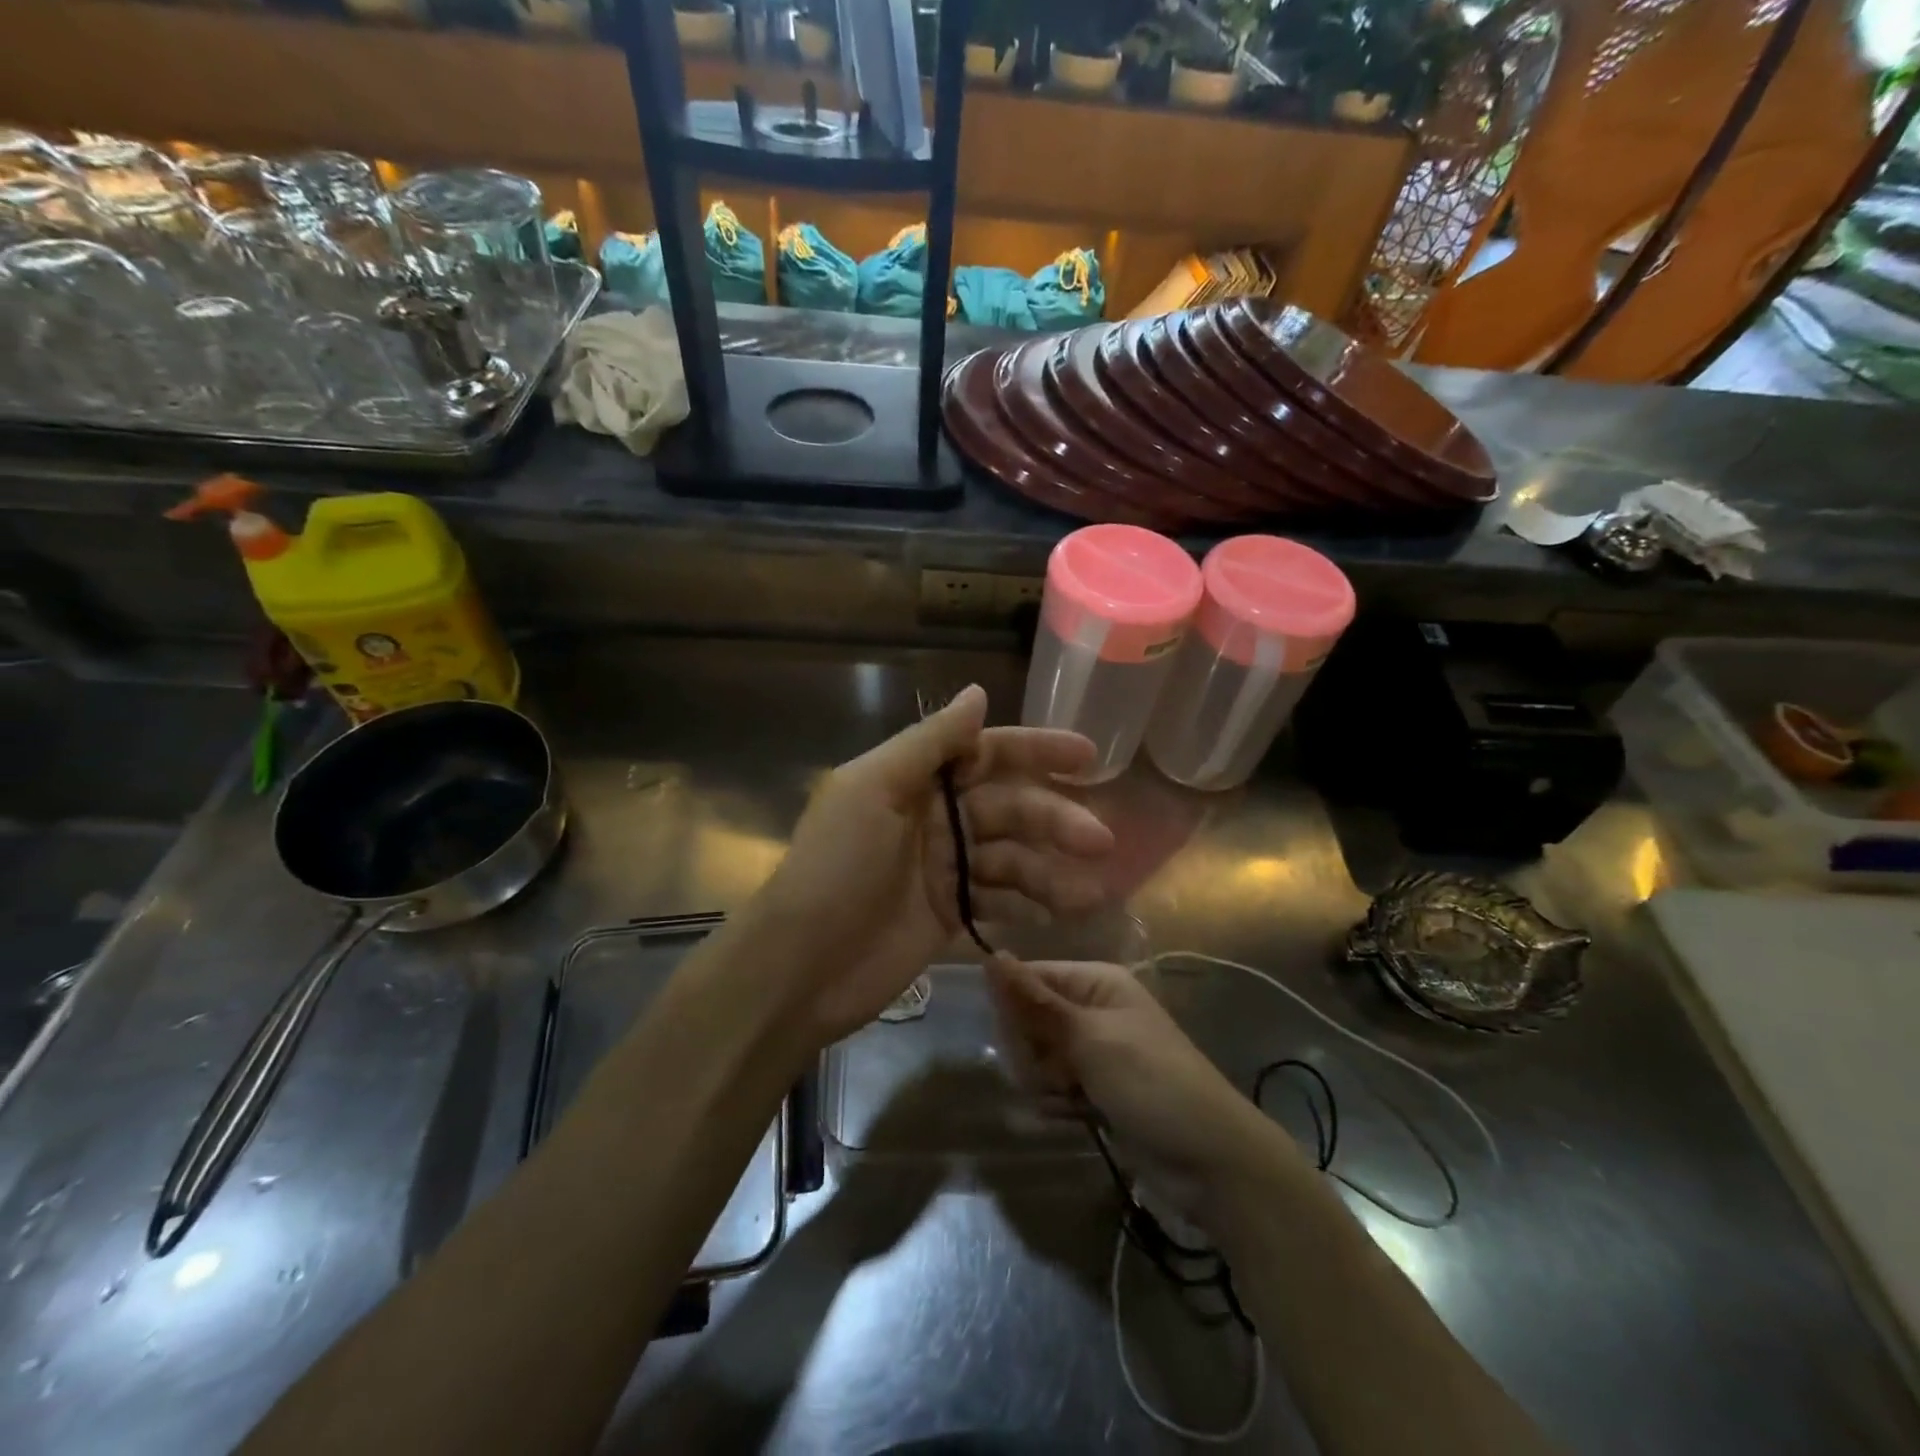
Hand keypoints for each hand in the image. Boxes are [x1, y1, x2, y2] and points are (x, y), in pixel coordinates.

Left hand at [752, 685, 1112, 1043]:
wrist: (801, 966)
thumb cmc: (836, 867)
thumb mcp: (874, 789)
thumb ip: (929, 742)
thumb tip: (978, 691)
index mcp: (914, 781)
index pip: (986, 754)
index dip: (1035, 752)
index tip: (1087, 757)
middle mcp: (933, 818)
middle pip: (1008, 808)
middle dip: (1054, 820)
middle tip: (1099, 841)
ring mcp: (942, 870)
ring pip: (1010, 859)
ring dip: (1050, 870)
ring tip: (1089, 892)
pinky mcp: (947, 916)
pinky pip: (997, 901)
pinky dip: (1027, 906)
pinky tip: (1056, 915)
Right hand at [986, 956, 1298, 1201]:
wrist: (1209, 1160)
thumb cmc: (1150, 1082)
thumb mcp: (1089, 1038)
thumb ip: (1035, 1001)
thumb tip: (991, 956)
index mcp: (1096, 983)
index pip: (1031, 978)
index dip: (1015, 1007)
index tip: (1018, 1040)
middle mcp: (1092, 1010)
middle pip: (1030, 1020)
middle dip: (1032, 1052)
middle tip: (1056, 1073)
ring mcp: (1094, 1052)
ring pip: (1038, 1058)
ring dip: (1044, 1082)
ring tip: (1071, 1098)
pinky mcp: (1095, 1090)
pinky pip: (1054, 1087)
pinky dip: (1057, 1103)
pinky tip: (1074, 1117)